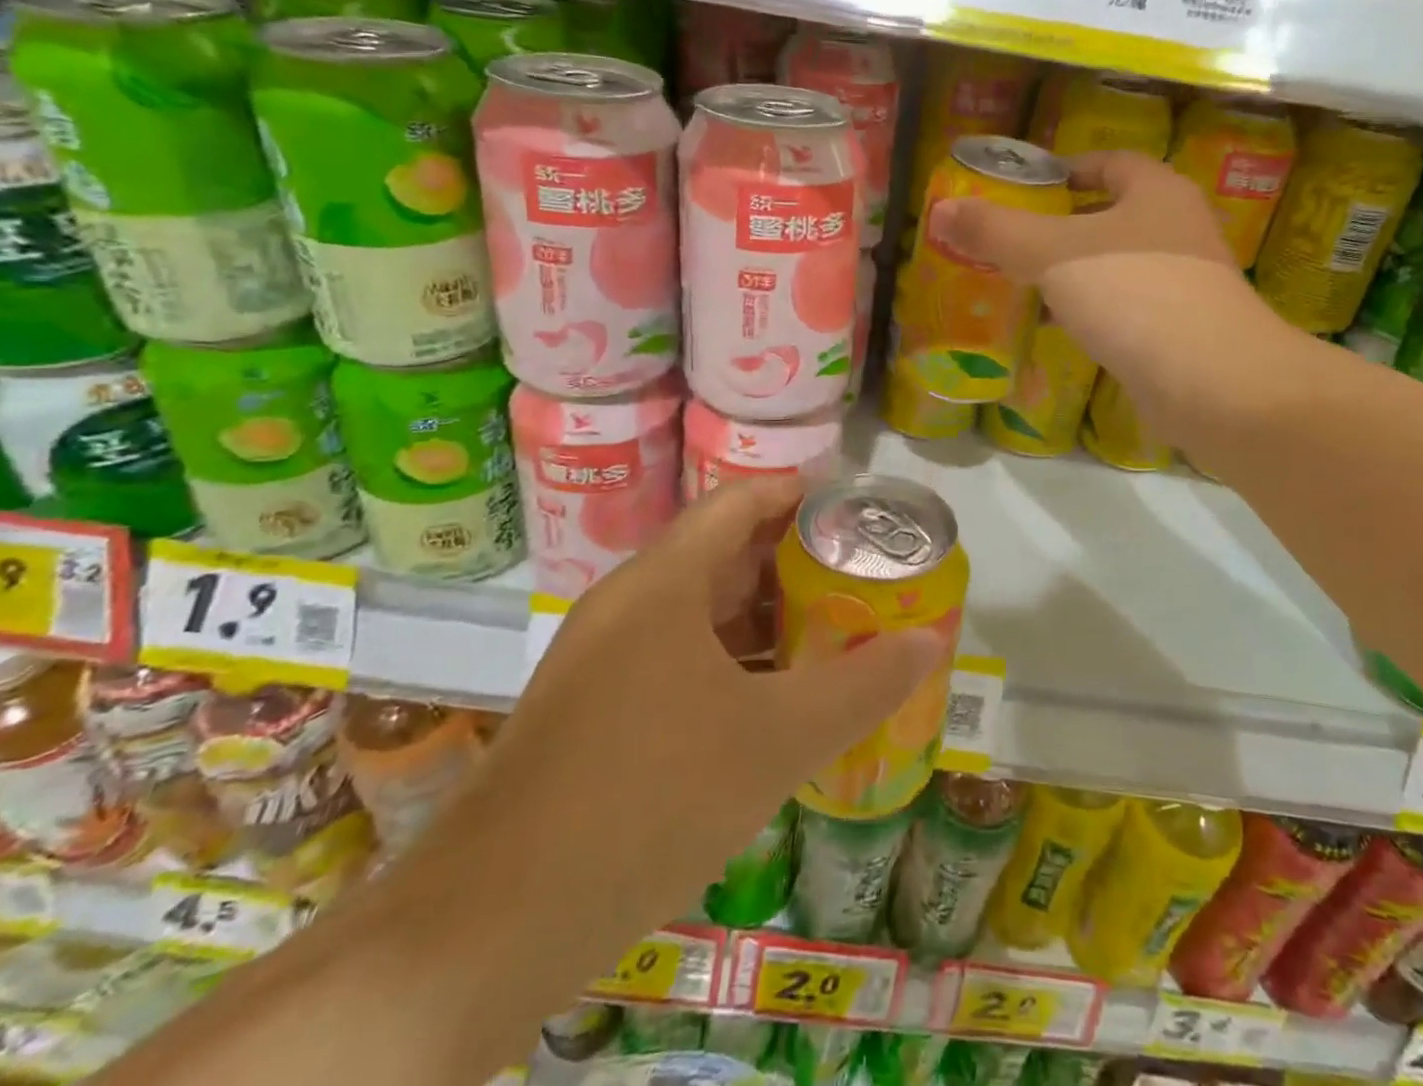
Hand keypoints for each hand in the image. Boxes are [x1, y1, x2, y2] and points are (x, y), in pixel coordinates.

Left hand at [405, 479, 947, 1004]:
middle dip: (795, 562)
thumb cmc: (651, 798)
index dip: (801, 495)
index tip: (858, 511)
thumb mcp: (778, 739)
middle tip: (862, 576)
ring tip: (834, 632)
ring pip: (699, 613)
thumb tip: (931, 641)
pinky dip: (731, 663)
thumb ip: (862, 686)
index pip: (740, 501)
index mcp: (662, 582)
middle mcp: (627, 604)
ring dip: (765, 618)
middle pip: (723, 554)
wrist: (492, 927)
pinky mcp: (593, 712)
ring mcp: (602, 660)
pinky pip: (676, 659)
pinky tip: (772, 701)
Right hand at [929, 150, 1292, 437]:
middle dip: (1062, 228)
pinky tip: (1063, 330)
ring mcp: (1187, 282)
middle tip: (1013, 243)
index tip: (1026, 190)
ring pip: (1119, 266)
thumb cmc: (1133, 295)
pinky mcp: (1184, 329)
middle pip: (1112, 215)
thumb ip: (997, 231)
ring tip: (1027, 286)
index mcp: (1156, 192)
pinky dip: (1095, 312)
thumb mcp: (1052, 255)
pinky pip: (1129, 308)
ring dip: (1077, 274)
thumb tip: (941, 209)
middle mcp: (1178, 229)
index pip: (1108, 164)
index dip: (1066, 170)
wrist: (1214, 382)